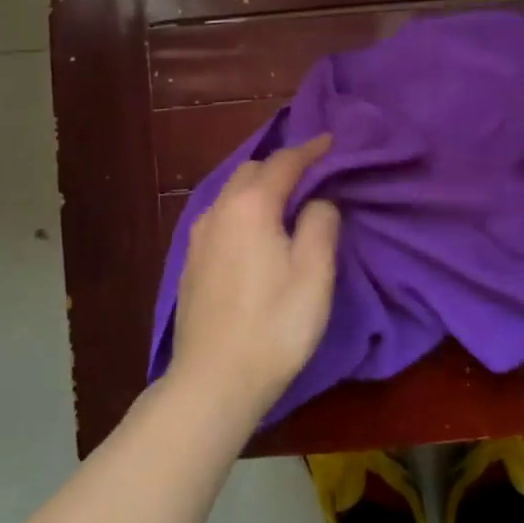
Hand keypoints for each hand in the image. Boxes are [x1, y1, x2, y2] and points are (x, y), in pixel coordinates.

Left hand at [168, 135, 340, 424]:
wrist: (214, 380)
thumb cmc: (275, 324)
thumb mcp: (315, 273)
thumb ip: (321, 223)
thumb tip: (318, 201)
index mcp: (251, 206)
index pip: (285, 162)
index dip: (311, 150)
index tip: (332, 141)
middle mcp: (219, 211)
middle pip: (252, 171)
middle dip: (282, 165)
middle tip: (313, 174)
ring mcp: (199, 237)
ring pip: (233, 194)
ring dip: (260, 188)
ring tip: (287, 202)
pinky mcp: (191, 262)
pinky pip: (222, 218)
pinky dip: (244, 211)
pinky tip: (256, 233)